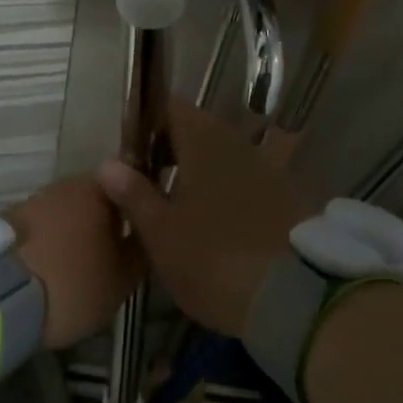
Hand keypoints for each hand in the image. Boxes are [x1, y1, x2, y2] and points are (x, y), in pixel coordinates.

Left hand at [5, 175, 144, 347]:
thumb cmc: (72, 284)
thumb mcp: (122, 279)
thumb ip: (141, 251)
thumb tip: (149, 234)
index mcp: (100, 188)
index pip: (131, 184)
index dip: (140, 206)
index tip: (145, 230)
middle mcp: (66, 184)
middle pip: (96, 198)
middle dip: (106, 221)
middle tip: (115, 253)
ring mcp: (34, 200)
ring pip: (67, 213)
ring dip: (76, 232)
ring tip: (81, 266)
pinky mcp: (7, 221)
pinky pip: (41, 229)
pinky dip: (50, 243)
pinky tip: (52, 269)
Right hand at [97, 101, 318, 335]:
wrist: (294, 295)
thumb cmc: (213, 258)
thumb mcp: (162, 233)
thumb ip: (134, 194)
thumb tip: (109, 162)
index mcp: (203, 140)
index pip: (170, 107)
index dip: (146, 122)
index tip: (129, 149)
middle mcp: (237, 142)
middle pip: (198, 130)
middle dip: (171, 148)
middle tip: (146, 181)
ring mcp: (267, 166)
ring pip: (223, 156)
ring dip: (199, 171)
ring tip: (177, 205)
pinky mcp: (287, 194)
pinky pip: (246, 179)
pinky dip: (226, 190)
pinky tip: (216, 222)